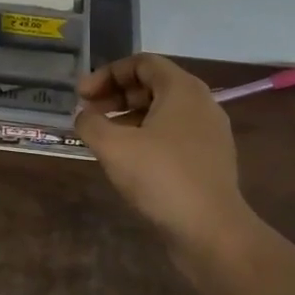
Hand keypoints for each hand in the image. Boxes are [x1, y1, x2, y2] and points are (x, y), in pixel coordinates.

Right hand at [74, 54, 248, 247]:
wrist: (212, 232)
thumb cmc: (162, 177)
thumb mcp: (114, 147)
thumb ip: (91, 123)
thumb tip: (83, 116)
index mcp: (182, 89)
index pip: (142, 63)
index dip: (107, 73)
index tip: (82, 95)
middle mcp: (201, 103)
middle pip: (153, 85)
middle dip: (116, 95)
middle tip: (89, 114)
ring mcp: (210, 133)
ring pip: (163, 112)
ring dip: (129, 117)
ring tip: (104, 138)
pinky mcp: (210, 160)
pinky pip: (174, 135)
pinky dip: (147, 137)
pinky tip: (128, 161)